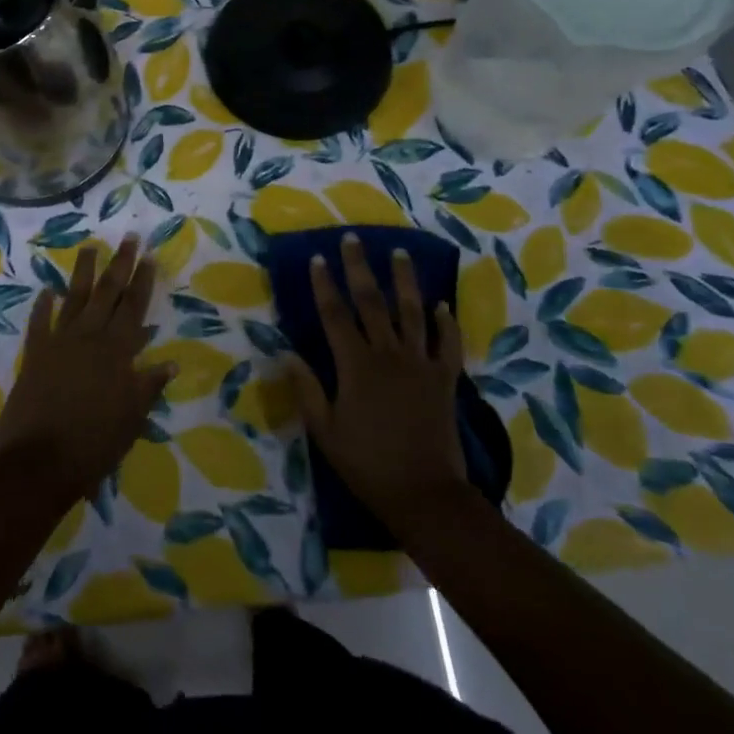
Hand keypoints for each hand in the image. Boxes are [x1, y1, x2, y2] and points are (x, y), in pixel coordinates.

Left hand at [0, 236, 174, 507]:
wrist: (39, 463)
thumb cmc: (93, 445)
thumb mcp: (131, 420)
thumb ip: (148, 386)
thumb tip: (170, 362)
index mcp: (117, 353)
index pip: (134, 308)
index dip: (142, 281)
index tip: (148, 255)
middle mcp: (89, 338)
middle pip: (108, 294)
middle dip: (120, 264)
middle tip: (128, 237)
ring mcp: (59, 343)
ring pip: (75, 299)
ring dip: (83, 273)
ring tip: (89, 247)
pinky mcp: (34, 355)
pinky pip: (39, 324)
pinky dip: (43, 306)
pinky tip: (46, 291)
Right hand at [284, 235, 471, 532]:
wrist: (425, 495)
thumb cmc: (367, 464)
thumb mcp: (325, 431)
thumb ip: (306, 389)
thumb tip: (286, 352)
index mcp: (356, 365)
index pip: (335, 315)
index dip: (323, 284)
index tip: (317, 258)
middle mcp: (388, 354)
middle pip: (372, 302)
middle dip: (359, 267)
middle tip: (353, 239)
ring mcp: (420, 364)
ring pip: (412, 312)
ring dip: (405, 280)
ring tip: (400, 253)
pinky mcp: (444, 380)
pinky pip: (447, 344)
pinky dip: (446, 323)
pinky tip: (443, 305)